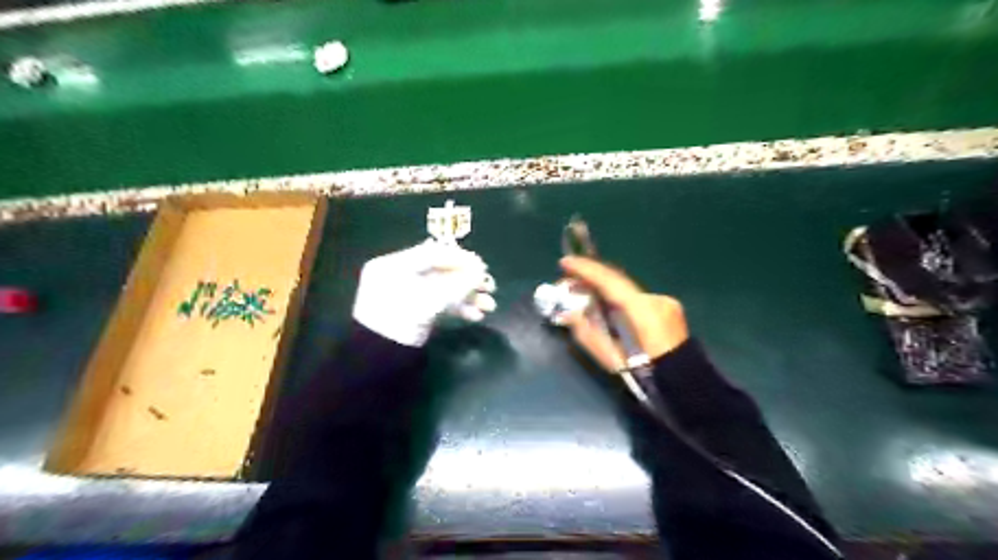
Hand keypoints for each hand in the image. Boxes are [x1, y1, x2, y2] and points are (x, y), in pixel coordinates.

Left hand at [356, 243, 498, 346]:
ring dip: (467, 297)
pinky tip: (476, 316)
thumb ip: (455, 285)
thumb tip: (480, 272)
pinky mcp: (415, 314)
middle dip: (467, 281)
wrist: (378, 361)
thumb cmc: (398, 322)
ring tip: (489, 305)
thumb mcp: (428, 301)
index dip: (458, 258)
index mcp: (393, 267)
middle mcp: (399, 277)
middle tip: (489, 285)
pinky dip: (458, 309)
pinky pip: (439, 305)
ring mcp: (408, 297)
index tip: (481, 265)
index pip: (431, 254)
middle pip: (440, 272)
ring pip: (443, 290)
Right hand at [559, 256, 690, 372]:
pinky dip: (619, 300)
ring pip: (626, 291)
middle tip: (568, 283)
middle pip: (617, 282)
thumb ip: (586, 331)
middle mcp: (656, 298)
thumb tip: (568, 312)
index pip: (609, 280)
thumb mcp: (609, 357)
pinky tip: (608, 309)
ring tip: (584, 296)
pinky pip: (637, 299)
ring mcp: (666, 303)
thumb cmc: (643, 375)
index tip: (565, 263)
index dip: (585, 269)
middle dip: (591, 280)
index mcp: (642, 310)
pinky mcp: (669, 309)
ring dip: (604, 291)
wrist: (684, 387)